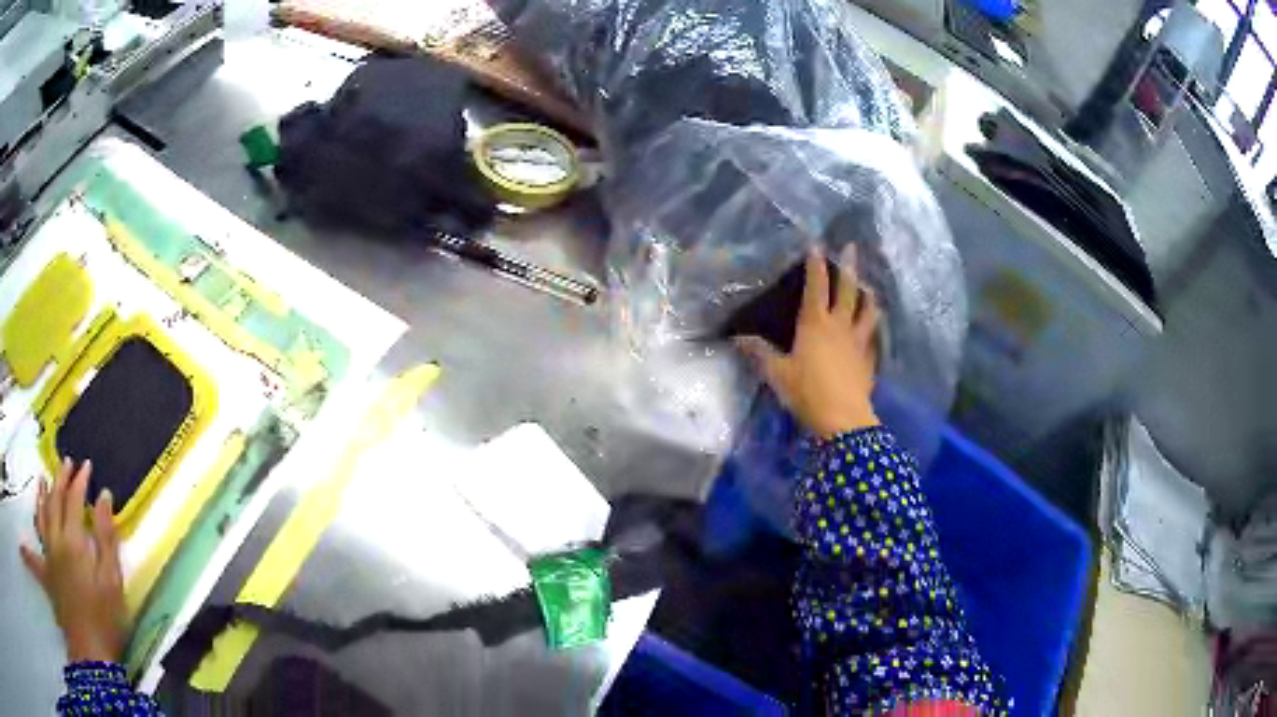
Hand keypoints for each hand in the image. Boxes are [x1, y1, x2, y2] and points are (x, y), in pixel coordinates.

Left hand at [20, 459, 126, 662]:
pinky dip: (30, 532)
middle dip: (61, 479)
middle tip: (67, 463)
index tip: (87, 466)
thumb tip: (105, 497)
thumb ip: (107, 539)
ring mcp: (48, 554)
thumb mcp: (113, 582)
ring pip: (41, 515)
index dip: (80, 480)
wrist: (89, 651)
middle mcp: (56, 539)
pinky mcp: (46, 573)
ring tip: (43, 479)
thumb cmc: (105, 619)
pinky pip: (34, 548)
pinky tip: (29, 524)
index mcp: (74, 540)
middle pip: (55, 501)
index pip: (74, 499)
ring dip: (43, 494)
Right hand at [738, 250, 880, 438]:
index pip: (816, 287)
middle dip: (848, 267)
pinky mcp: (868, 360)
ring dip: (867, 295)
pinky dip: (873, 326)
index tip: (816, 245)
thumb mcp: (777, 373)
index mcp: (815, 324)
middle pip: (847, 290)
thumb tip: (738, 338)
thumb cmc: (806, 392)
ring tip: (868, 286)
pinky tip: (873, 327)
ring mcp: (857, 342)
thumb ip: (760, 353)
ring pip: (866, 311)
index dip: (816, 265)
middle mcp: (839, 326)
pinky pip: (873, 337)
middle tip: (851, 247)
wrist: (842, 420)